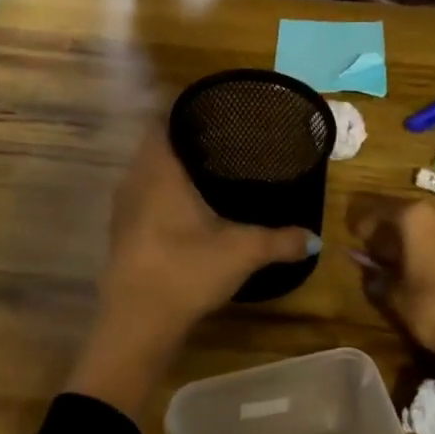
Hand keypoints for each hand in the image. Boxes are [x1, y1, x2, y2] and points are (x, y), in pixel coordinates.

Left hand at [68, 125, 315, 416]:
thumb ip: (280, 241)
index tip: (211, 110)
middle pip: (154, 144)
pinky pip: (141, 196)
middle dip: (183, 139)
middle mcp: (134, 179)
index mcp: (159, 170)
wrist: (136, 323)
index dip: (182, 110)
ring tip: (207, 169)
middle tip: (220, 138)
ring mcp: (123, 208)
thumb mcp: (241, 252)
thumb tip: (314, 238)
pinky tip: (186, 209)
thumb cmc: (186, 270)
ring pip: (146, 172)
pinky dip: (161, 193)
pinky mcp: (120, 233)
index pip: (161, 120)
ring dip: (170, 168)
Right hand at [348, 197, 434, 433]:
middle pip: (420, 215)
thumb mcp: (396, 296)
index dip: (368, 224)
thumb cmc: (433, 309)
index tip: (360, 236)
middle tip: (394, 250)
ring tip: (429, 264)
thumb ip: (378, 276)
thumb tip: (366, 268)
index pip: (383, 211)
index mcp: (418, 217)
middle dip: (405, 230)